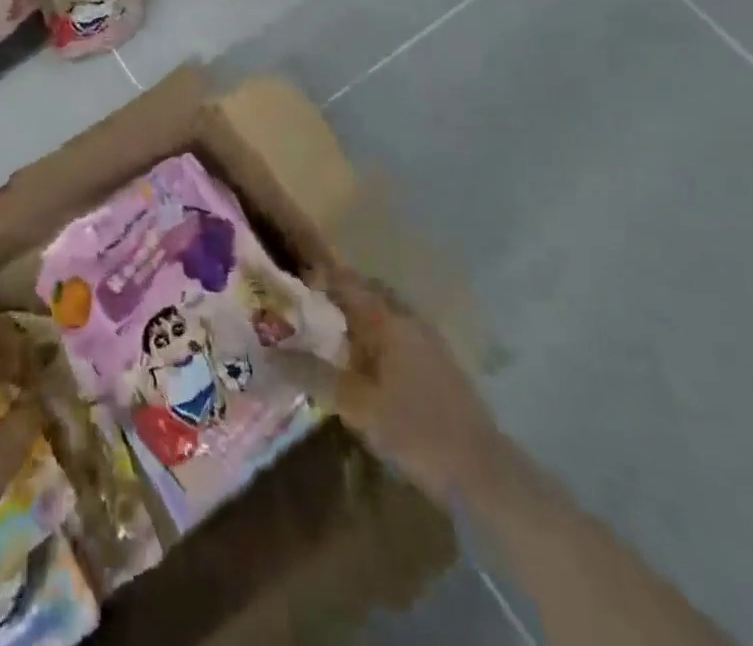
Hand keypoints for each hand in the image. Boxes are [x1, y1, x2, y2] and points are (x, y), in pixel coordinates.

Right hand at [278, 265, 504, 505]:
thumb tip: (269, 353)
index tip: (289, 288)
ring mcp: (428, 340)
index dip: (316, 277)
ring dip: (357, 317)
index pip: (345, 280)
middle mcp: (407, 318)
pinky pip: (398, 333)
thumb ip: (312, 374)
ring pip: (384, 313)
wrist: (483, 474)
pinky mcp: (440, 364)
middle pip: (366, 291)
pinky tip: (365, 365)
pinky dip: (377, 337)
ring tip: (329, 338)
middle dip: (336, 295)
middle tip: (305, 312)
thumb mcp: (355, 405)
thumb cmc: (415, 431)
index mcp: (386, 318)